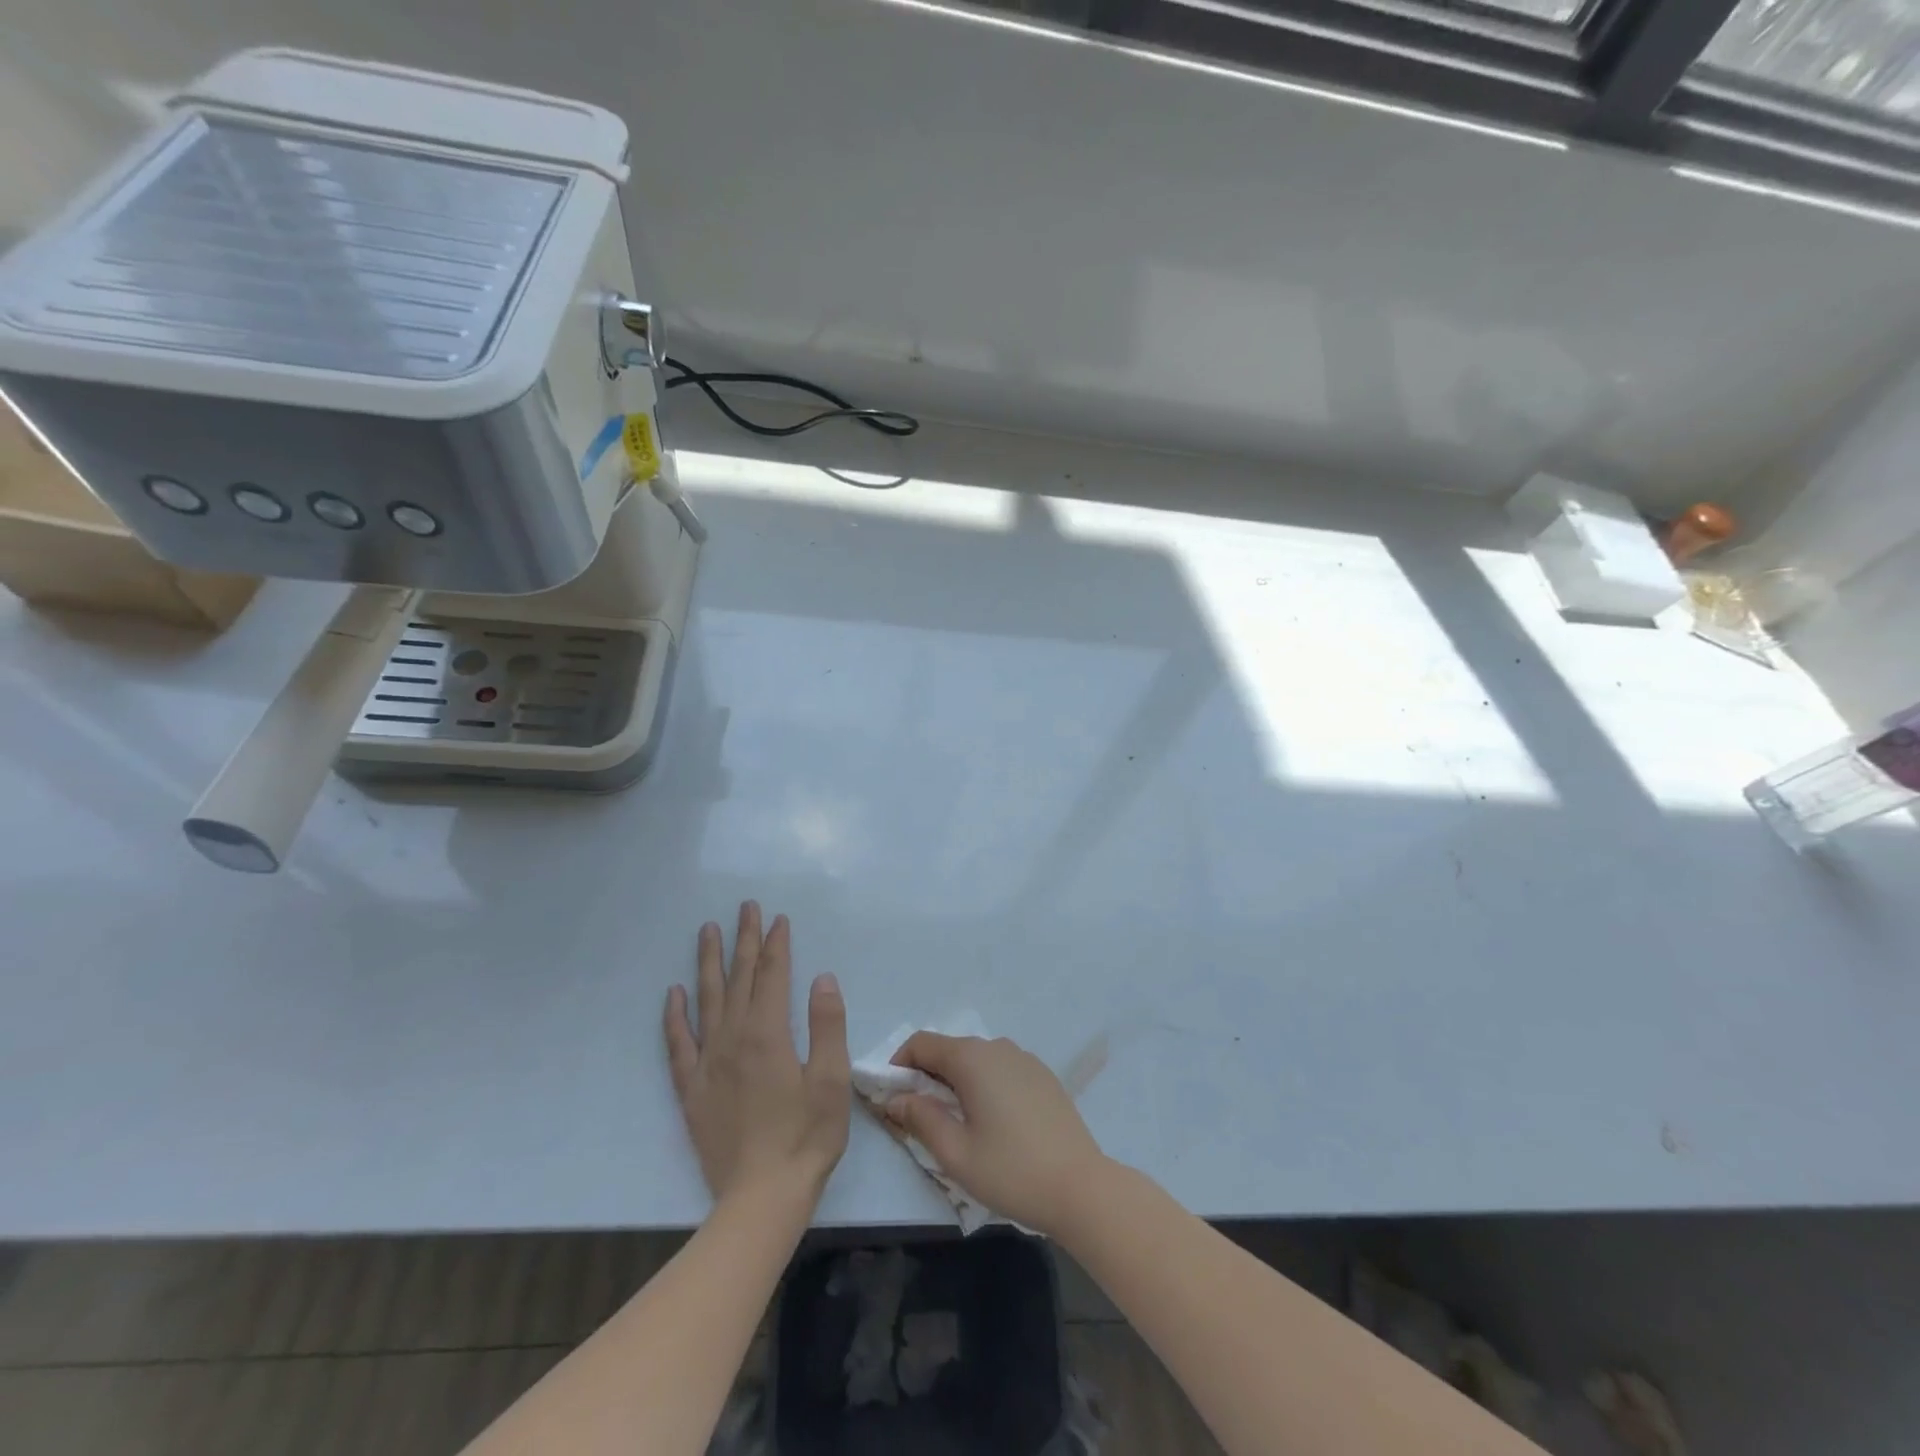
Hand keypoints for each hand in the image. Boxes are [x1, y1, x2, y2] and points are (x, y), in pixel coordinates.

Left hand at [663, 902, 850, 1206]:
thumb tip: (822, 978)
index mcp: (768, 1034)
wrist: (761, 1197)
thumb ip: (827, 1024)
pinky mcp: (692, 1089)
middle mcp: (733, 1039)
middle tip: (745, 907)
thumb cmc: (806, 1137)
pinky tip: (674, 994)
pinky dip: (675, 1016)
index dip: (776, 944)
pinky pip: (678, 1044)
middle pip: (739, 978)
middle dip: (744, 940)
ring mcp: (708, 1063)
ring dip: (709, 963)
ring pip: (706, 1000)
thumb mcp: (832, 1080)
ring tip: (707, 931)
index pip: (772, 975)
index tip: (778, 918)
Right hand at [886, 1033, 1108, 1237]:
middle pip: (949, 1050)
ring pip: (976, 1060)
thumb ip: (921, 1118)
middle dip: (926, 1077)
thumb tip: (897, 1098)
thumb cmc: (1011, 1171)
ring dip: (956, 1082)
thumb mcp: (955, 1153)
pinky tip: (992, 1124)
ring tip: (955, 1125)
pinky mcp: (1042, 1075)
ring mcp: (1024, 1059)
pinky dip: (984, 1085)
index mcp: (972, 1058)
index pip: (922, 1043)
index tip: (892, 1099)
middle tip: (919, 1119)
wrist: (1081, 1187)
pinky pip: (1000, 1070)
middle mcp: (997, 1047)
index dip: (899, 1065)